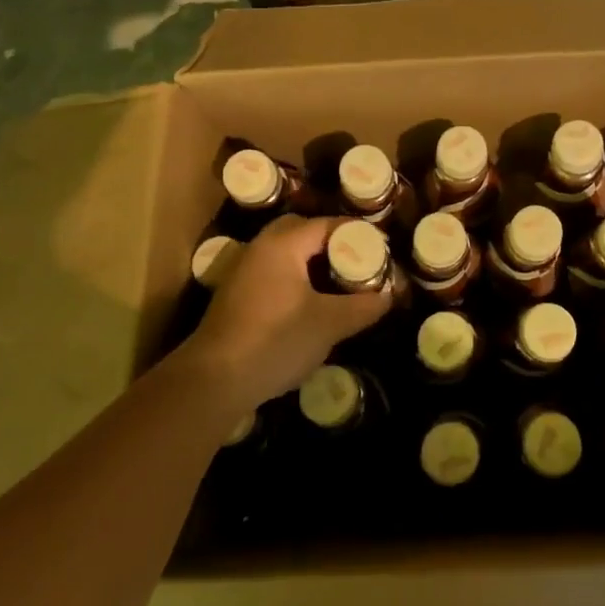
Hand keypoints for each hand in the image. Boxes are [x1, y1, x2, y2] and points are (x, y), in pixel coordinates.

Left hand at [177, 216, 391, 411]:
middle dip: (331, 244)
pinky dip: (295, 280)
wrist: (214, 380)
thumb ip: (363, 306)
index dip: (356, 234)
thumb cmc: (276, 340)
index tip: (380, 248)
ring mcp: (243, 273)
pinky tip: (310, 305)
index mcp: (282, 244)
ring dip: (311, 263)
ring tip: (339, 283)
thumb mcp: (329, 324)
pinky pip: (273, 275)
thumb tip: (390, 296)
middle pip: (301, 233)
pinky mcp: (235, 298)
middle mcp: (260, 249)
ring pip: (284, 255)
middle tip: (357, 262)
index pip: (326, 225)